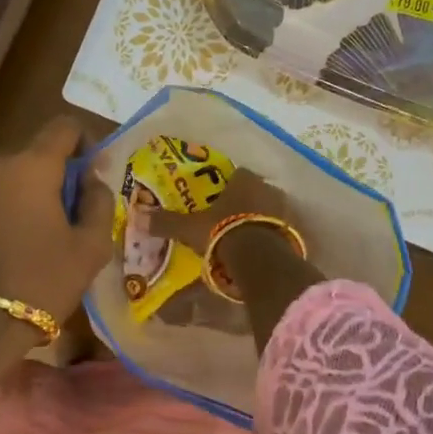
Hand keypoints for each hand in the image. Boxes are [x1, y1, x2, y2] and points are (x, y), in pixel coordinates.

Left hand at [0, 117, 116, 334]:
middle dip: (55, 178)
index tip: (91, 175)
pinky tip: (3, 252)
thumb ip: (99, 202)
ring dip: (24, 197)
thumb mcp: (91, 247)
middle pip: (34, 156)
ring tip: (34, 239)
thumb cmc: (41, 282)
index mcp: (32, 166)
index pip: (64, 127)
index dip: (85, 142)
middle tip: (69, 218)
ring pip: (6, 180)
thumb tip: (92, 180)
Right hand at [143, 170, 292, 252]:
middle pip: (255, 191)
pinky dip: (270, 236)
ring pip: (269, 210)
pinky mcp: (294, 233)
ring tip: (243, 235)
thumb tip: (138, 215)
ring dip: (259, 219)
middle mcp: (268, 190)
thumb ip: (166, 222)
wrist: (260, 259)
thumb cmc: (223, 233)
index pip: (237, 174)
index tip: (216, 197)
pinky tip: (259, 249)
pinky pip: (279, 230)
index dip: (226, 184)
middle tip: (229, 217)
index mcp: (244, 181)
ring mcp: (285, 211)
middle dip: (243, 202)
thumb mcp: (190, 228)